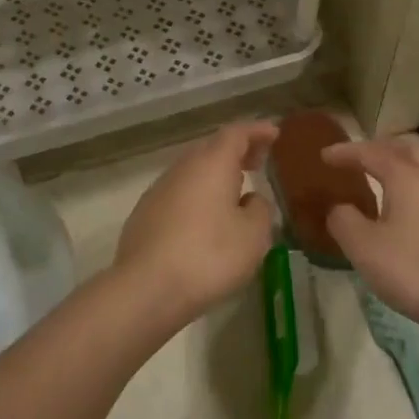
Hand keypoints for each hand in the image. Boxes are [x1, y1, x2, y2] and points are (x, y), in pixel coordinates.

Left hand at [115, 122, 277, 326]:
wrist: (146, 287)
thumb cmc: (209, 255)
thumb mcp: (253, 236)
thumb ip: (259, 210)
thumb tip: (251, 199)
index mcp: (212, 163)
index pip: (237, 133)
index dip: (257, 131)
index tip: (274, 133)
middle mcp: (183, 167)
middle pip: (212, 148)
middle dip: (237, 151)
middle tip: (258, 160)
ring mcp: (159, 189)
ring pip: (193, 170)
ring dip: (216, 173)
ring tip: (235, 189)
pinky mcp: (145, 213)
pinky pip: (179, 192)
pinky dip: (198, 194)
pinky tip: (205, 217)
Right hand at [323, 135, 418, 333]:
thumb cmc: (413, 270)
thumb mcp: (363, 248)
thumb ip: (343, 220)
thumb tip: (339, 208)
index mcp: (406, 176)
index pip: (371, 152)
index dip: (345, 152)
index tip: (323, 156)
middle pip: (407, 146)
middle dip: (380, 147)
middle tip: (359, 159)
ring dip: (402, 162)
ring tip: (382, 179)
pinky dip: (416, 183)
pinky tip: (407, 207)